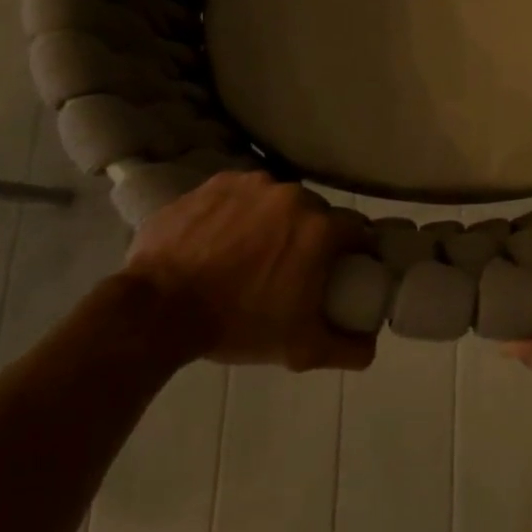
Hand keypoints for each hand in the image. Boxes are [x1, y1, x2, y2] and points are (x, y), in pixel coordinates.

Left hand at [118, 171, 375, 371]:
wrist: (160, 308)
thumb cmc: (238, 324)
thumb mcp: (300, 348)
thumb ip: (347, 348)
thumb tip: (371, 345)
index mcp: (320, 229)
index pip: (355, 230)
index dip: (354, 250)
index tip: (343, 269)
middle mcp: (292, 195)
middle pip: (316, 212)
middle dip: (312, 235)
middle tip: (293, 266)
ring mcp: (251, 184)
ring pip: (277, 200)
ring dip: (275, 220)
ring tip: (252, 252)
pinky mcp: (216, 183)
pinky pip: (241, 194)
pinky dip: (240, 212)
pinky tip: (222, 238)